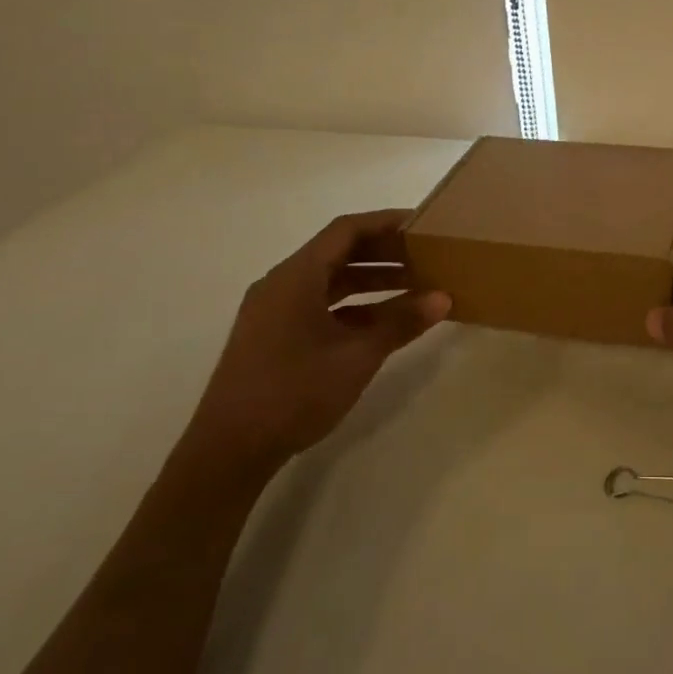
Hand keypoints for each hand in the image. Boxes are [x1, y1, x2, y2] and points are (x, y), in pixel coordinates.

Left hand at [186, 209, 449, 477]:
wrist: (229, 450)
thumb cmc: (294, 392)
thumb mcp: (357, 356)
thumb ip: (400, 323)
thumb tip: (443, 298)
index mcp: (296, 277)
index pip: (346, 231)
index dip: (386, 222)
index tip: (422, 223)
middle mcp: (282, 285)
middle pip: (338, 252)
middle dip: (384, 252)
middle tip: (427, 254)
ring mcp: (275, 311)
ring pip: (331, 280)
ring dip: (372, 280)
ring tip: (416, 285)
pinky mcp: (275, 335)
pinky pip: (321, 305)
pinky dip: (355, 306)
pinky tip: (385, 321)